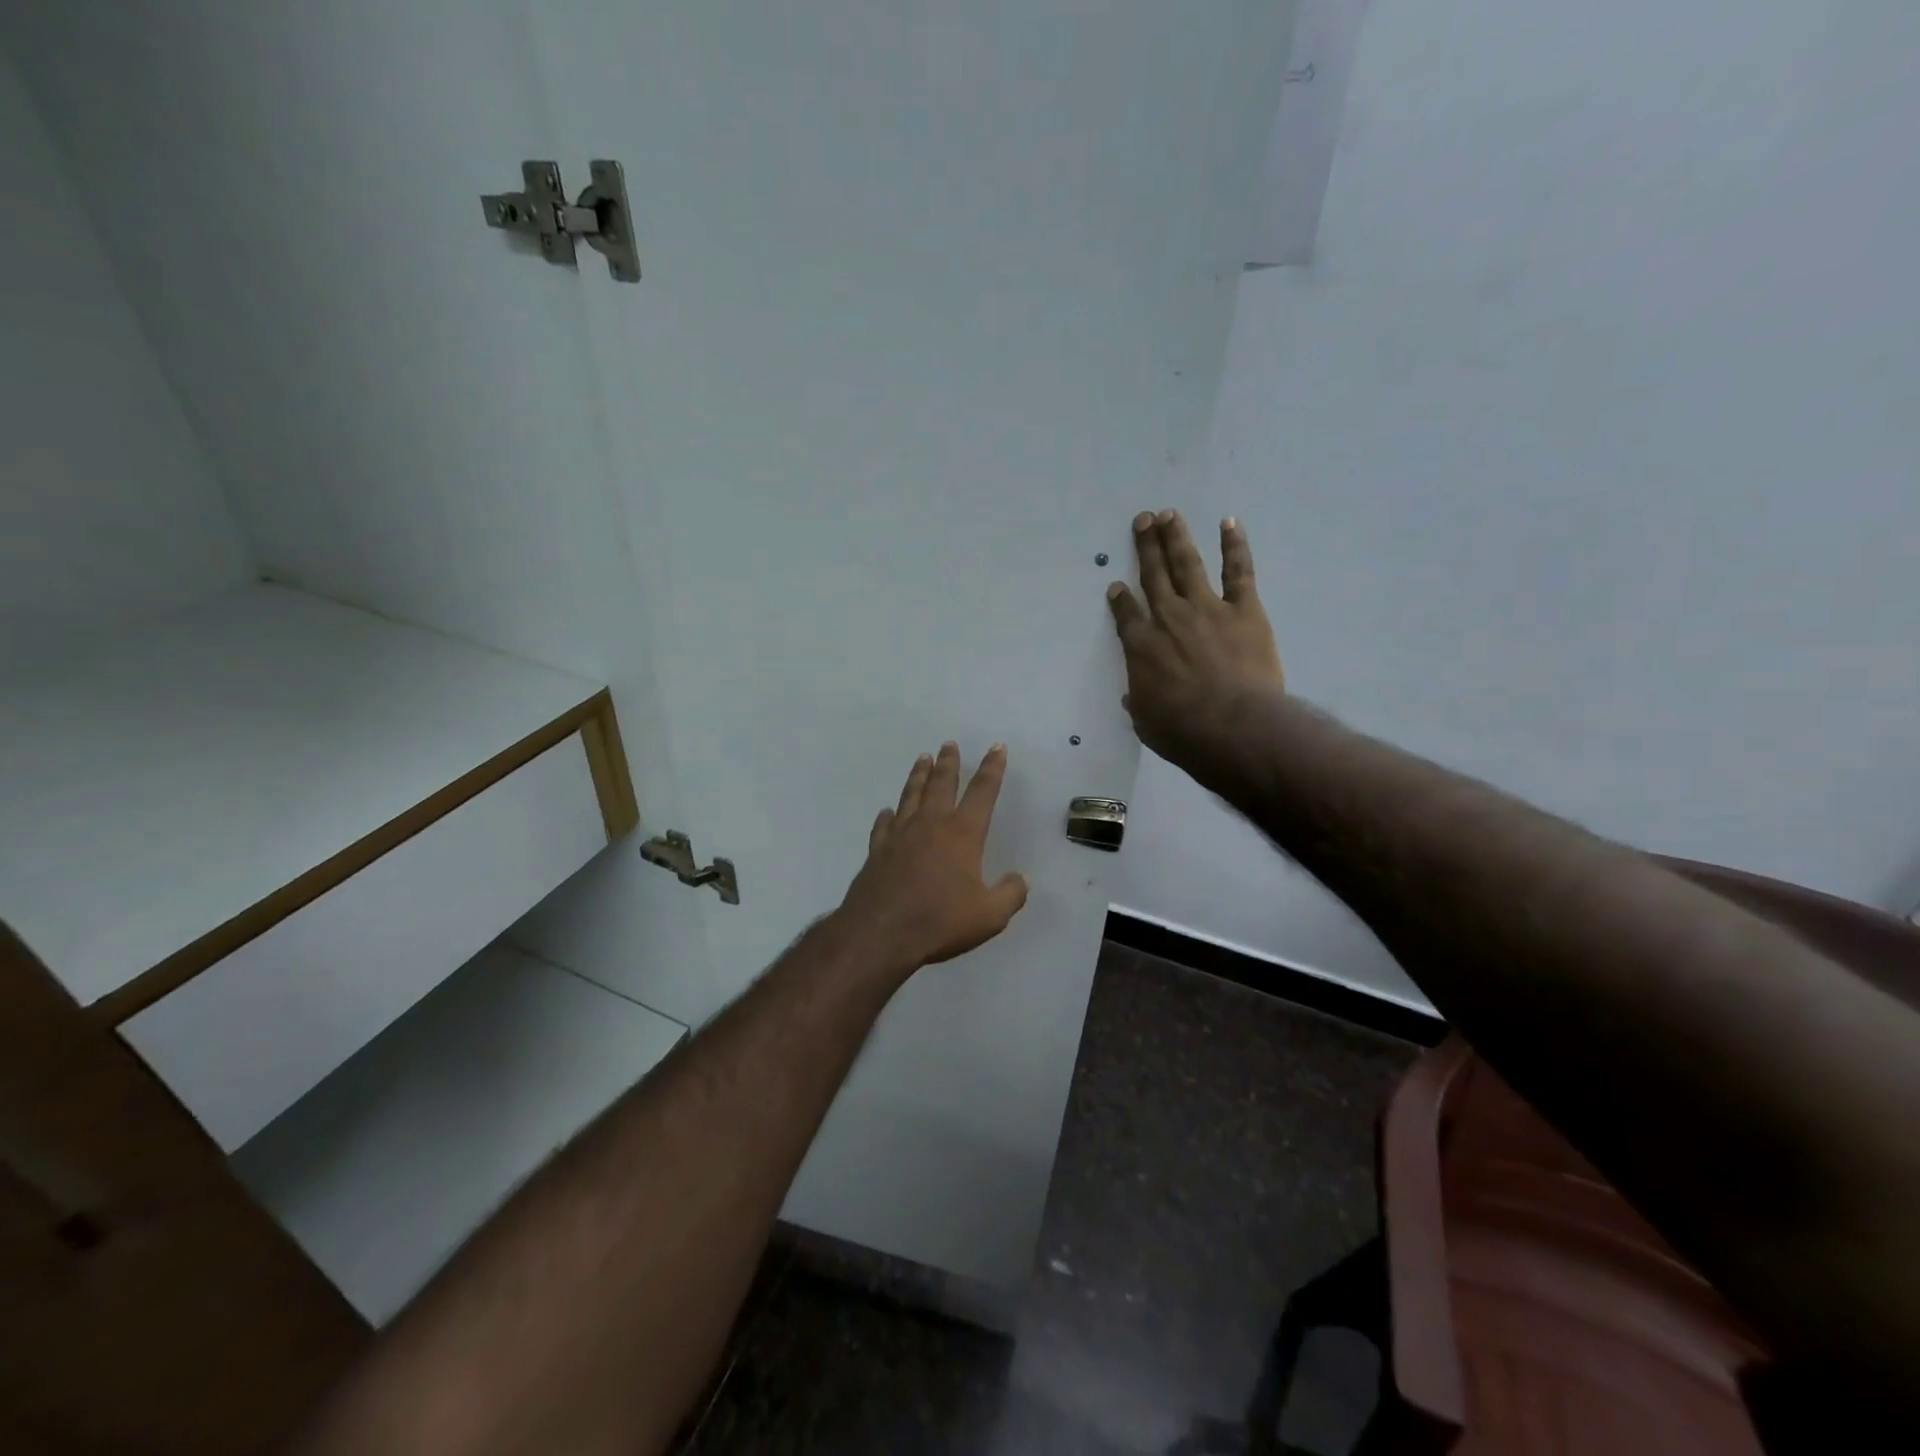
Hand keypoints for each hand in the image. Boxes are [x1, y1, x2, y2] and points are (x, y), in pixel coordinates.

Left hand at [834, 742, 1029, 977]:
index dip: (992, 768)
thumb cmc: (940, 920)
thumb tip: (1021, 879)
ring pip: (911, 795)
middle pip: (941, 784)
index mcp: (962, 833)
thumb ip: (1010, 894)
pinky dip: (887, 814)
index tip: (996, 747)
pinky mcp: (877, 851)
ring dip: (918, 775)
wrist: (881, 933)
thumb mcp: (990, 915)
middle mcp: (931, 824)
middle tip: (949, 744)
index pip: (982, 792)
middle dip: (949, 763)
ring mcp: (900, 835)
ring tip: (922, 758)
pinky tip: (887, 811)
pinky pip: (883, 825)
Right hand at [1107, 510, 1284, 781]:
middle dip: (1146, 546)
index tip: (1116, 585)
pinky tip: (1229, 523)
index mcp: (1141, 647)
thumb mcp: (1146, 721)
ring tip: (1169, 514)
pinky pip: (1238, 571)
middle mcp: (1168, 618)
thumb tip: (1134, 695)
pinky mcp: (1243, 610)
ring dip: (1177, 537)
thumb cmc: (1182, 731)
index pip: (1126, 615)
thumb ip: (1139, 701)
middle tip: (1142, 519)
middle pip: (1153, 575)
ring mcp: (1206, 609)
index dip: (1120, 598)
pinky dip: (1235, 546)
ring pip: (1187, 564)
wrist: (1232, 726)